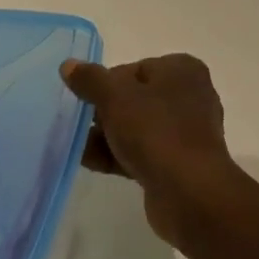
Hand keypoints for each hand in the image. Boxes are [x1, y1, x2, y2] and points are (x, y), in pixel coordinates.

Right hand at [60, 54, 244, 247]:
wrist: (189, 193)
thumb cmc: (156, 132)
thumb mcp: (116, 98)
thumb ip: (91, 79)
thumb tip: (69, 65)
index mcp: (182, 70)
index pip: (134, 69)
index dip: (106, 84)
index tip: (85, 100)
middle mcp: (189, 97)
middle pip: (134, 99)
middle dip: (103, 113)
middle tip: (78, 124)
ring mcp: (185, 133)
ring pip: (137, 128)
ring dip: (106, 136)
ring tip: (75, 145)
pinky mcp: (178, 164)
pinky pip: (141, 153)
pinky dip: (116, 155)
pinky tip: (87, 161)